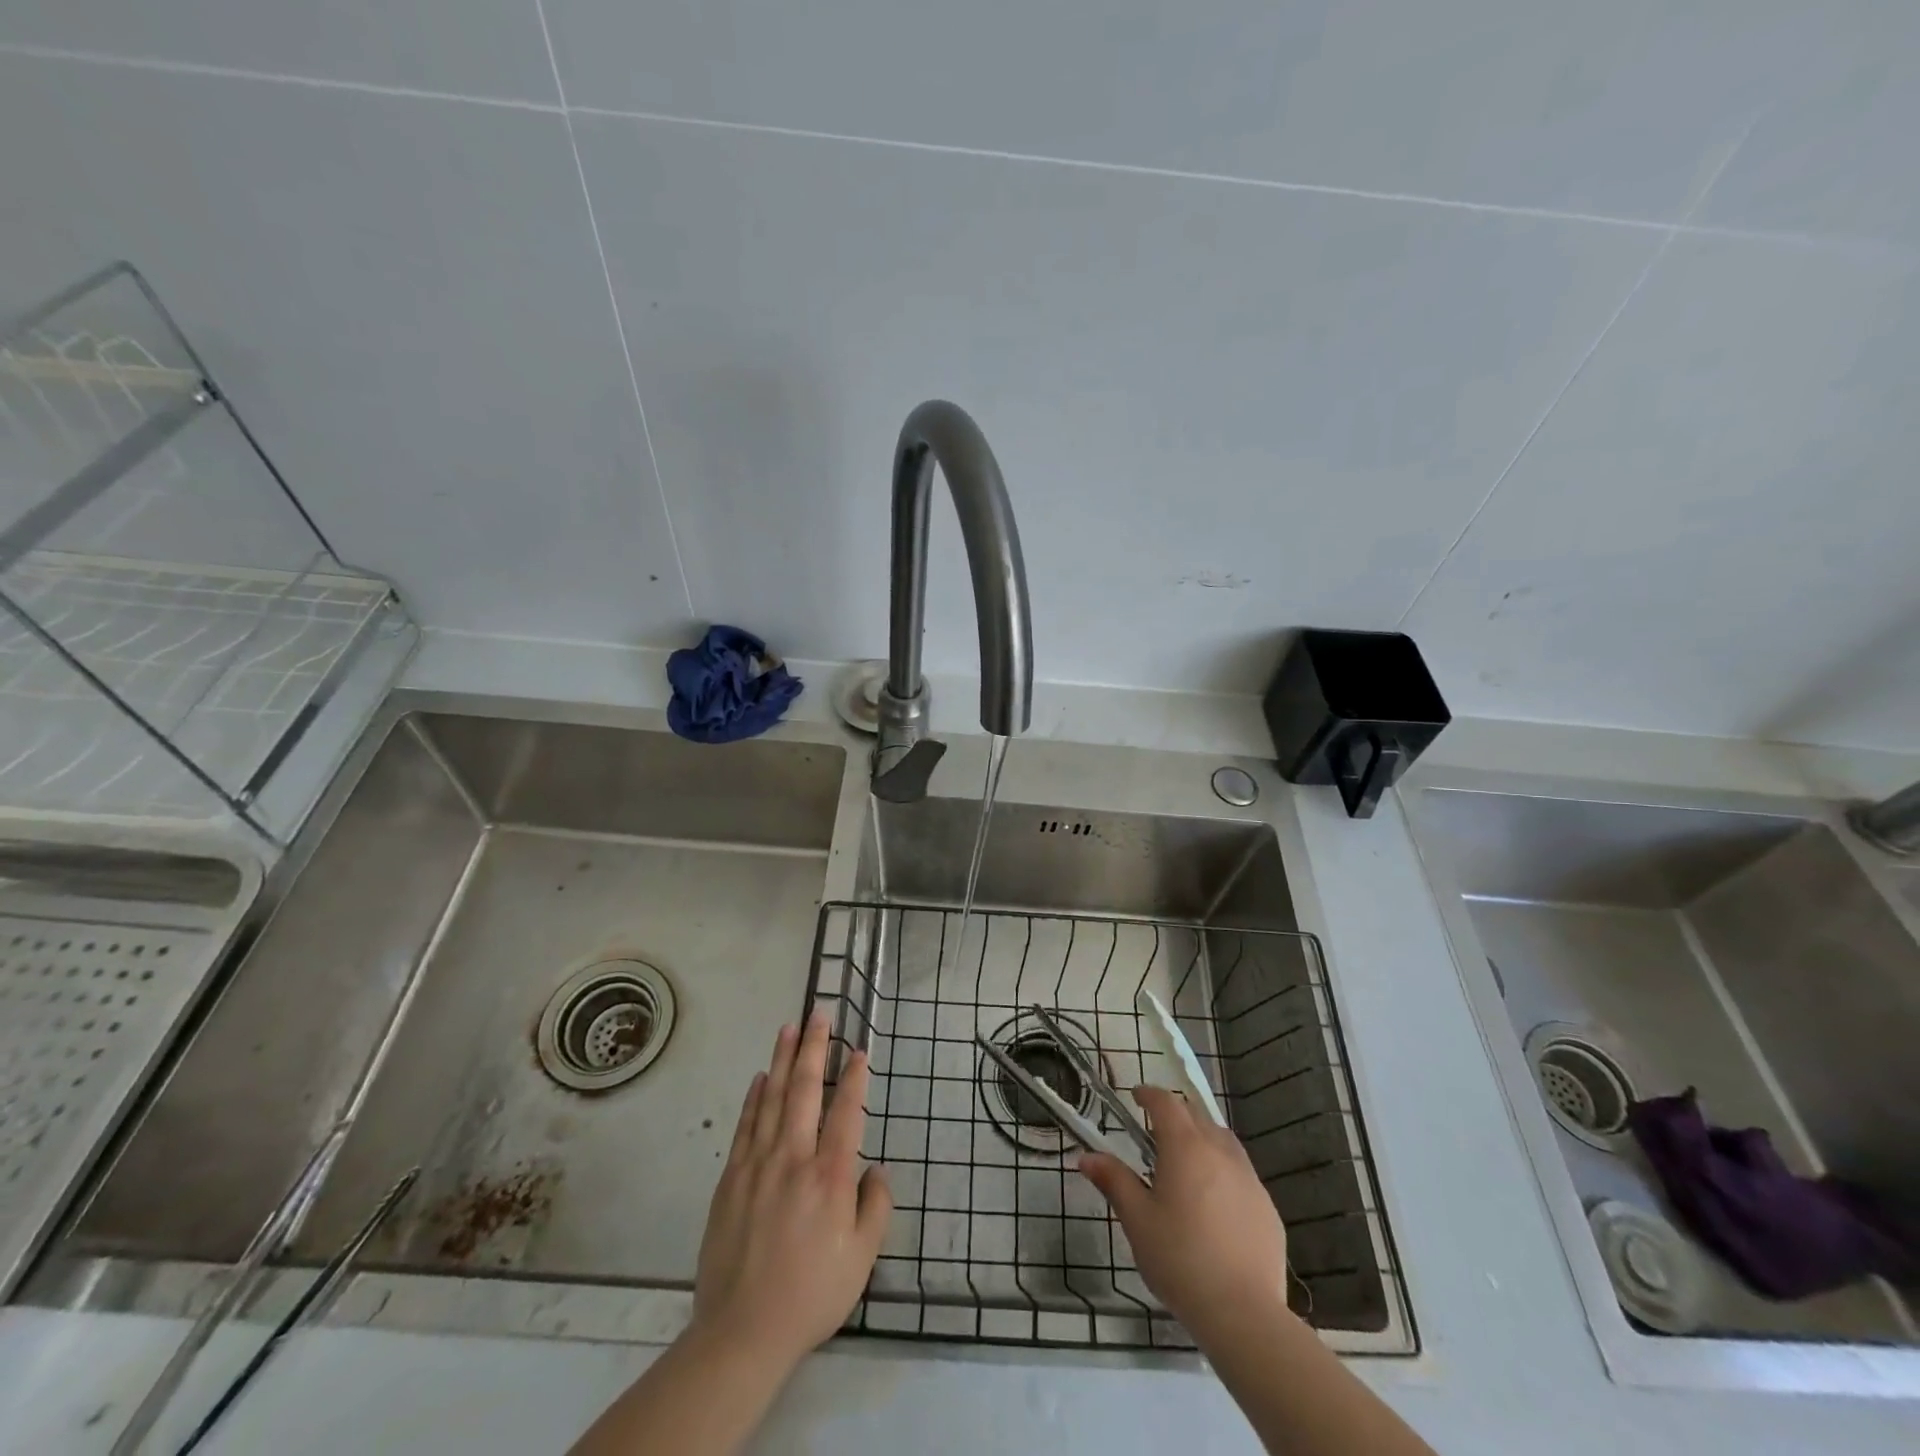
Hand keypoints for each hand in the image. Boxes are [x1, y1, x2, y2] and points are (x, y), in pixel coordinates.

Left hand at [691, 1011, 891, 1373]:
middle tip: (819, 1014)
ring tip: (789, 1027)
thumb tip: (874, 1170)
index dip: (854, 1077)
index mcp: (830, 1176)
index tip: (859, 1050)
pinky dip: (753, 1097)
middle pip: (804, 1090)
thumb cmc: (811, 1294)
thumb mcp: (862, 1259)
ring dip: (782, 1059)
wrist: (742, 1331)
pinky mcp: (731, 1178)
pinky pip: (745, 1125)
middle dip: (814, 1047)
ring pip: (771, 1098)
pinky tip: (759, 1078)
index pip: (846, 1111)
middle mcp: (794, 1158)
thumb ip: (876, 1207)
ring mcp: (758, 1164)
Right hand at [1077, 1085, 1287, 1338]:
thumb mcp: (1137, 1220)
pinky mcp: (1268, 1208)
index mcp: (1185, 1147)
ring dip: (1203, 1139)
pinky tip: (1216, 1204)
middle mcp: (1220, 1152)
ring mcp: (1249, 1179)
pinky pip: (1242, 1174)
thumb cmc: (1180, 1259)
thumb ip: (1114, 1181)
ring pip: (1224, 1141)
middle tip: (1156, 1131)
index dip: (1149, 1095)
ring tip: (1187, 1161)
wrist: (1243, 1313)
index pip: (1166, 1103)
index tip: (1136, 1097)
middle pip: (1197, 1116)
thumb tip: (1086, 1157)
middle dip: (1176, 1114)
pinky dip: (1224, 1172)